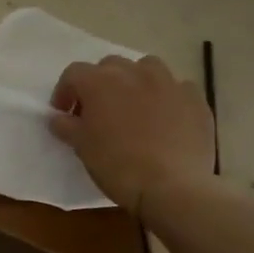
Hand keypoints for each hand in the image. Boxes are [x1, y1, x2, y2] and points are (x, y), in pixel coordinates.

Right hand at [50, 54, 215, 215]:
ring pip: (147, 68)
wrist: (172, 187)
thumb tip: (58, 118)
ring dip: (135, 81)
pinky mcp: (195, 99)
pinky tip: (165, 117)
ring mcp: (168, 83)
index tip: (64, 113)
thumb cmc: (117, 164)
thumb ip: (66, 126)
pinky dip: (166, 96)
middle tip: (97, 110)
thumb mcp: (81, 147)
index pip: (74, 73)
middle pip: (110, 65)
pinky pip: (177, 88)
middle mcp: (134, 73)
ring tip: (133, 106)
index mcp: (100, 82)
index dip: (65, 91)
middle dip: (100, 83)